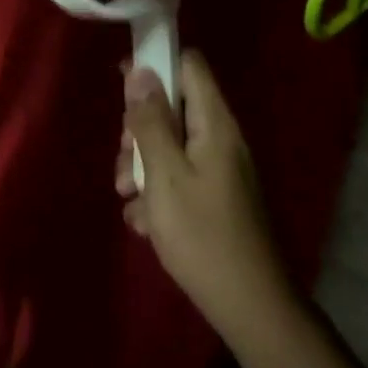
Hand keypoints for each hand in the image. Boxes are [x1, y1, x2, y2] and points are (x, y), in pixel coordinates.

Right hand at [118, 51, 299, 356]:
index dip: (155, 64)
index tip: (120, 83)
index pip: (189, 66)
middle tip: (124, 162)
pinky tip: (146, 224)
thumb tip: (140, 70)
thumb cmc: (202, 234)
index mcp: (215, 124)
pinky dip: (157, 195)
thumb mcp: (165, 175)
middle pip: (173, 109)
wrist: (247, 302)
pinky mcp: (213, 198)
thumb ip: (151, 122)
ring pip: (169, 148)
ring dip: (141, 169)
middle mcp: (220, 139)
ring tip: (129, 200)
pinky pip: (178, 179)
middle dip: (139, 131)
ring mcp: (218, 170)